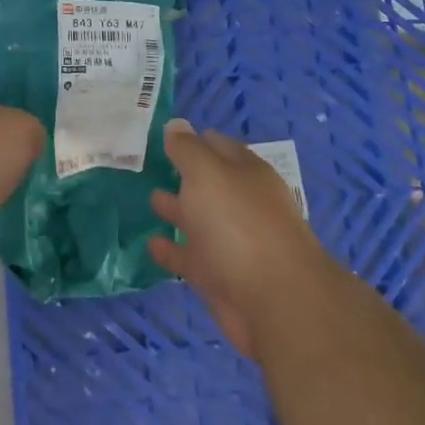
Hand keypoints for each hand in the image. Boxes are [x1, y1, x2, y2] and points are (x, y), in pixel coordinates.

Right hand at [150, 120, 327, 356]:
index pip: (217, 146)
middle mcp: (242, 204)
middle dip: (183, 175)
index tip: (162, 137)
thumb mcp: (207, 174)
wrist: (274, 300)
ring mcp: (233, 242)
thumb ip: (187, 150)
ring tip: (150, 201)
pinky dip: (172, 251)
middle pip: (209, 184)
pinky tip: (151, 245)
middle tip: (149, 167)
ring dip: (177, 210)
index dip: (191, 140)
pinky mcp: (221, 277)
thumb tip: (176, 124)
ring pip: (200, 220)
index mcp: (246, 173)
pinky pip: (191, 257)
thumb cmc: (238, 225)